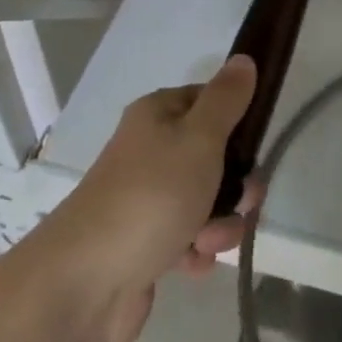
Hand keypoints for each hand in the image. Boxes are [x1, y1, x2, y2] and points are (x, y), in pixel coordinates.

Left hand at [45, 57, 257, 341]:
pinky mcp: (147, 243)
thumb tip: (244, 59)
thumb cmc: (151, 196)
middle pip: (215, 156)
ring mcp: (148, 199)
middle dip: (237, 184)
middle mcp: (151, 151)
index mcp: (158, 116)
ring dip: (221, 223)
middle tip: (241, 201)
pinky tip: (191, 262)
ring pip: (208, 201)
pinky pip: (190, 238)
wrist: (86, 282)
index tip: (255, 145)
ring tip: (207, 240)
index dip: (238, 122)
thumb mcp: (199, 138)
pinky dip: (197, 250)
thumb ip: (227, 100)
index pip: (210, 101)